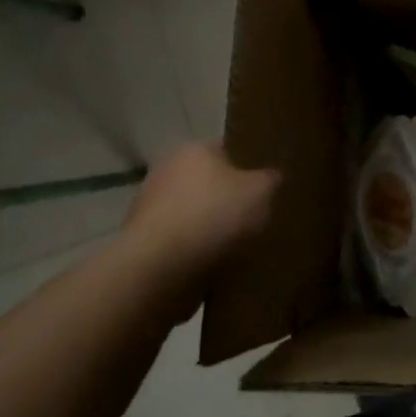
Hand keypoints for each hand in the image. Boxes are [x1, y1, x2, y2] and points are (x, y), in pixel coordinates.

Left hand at [118, 141, 278, 280]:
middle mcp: (167, 170)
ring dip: (212, 227)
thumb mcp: (261, 192)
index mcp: (194, 149)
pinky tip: (215, 264)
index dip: (250, 166)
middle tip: (256, 217)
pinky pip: (181, 240)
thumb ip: (270, 179)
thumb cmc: (213, 216)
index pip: (228, 149)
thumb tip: (271, 177)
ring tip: (238, 247)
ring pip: (195, 212)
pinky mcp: (144, 241)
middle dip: (230, 199)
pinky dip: (196, 250)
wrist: (158, 268)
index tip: (267, 186)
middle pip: (210, 182)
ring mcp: (150, 206)